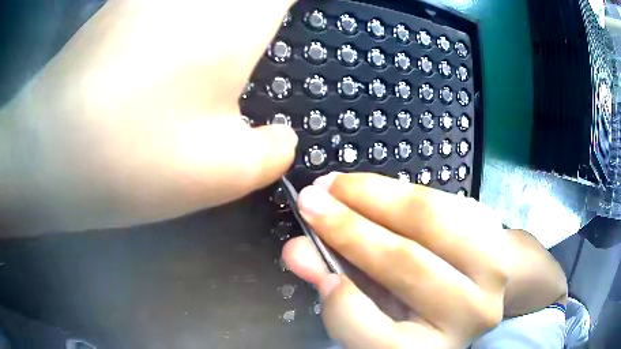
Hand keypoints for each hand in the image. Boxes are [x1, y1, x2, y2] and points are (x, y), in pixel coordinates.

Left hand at [0, 0, 296, 233]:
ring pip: (202, 1)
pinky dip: (185, 13)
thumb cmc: (133, 157)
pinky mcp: (121, 4)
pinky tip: (176, 41)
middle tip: (245, 54)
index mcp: (237, 16)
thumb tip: (283, 138)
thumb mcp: (222, 172)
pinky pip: (167, 3)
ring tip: (212, 54)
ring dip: (219, 16)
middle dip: (255, 16)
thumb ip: (273, 153)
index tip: (283, 28)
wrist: (47, 149)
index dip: (285, 9)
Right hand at [282, 173, 513, 348]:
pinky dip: (398, 189)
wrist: (477, 281)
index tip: (308, 258)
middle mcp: (468, 315)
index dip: (343, 305)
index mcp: (430, 348)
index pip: (383, 341)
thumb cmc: (419, 302)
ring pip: (429, 220)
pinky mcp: (495, 232)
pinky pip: (442, 199)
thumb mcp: (378, 305)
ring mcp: (491, 272)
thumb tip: (298, 250)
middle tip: (311, 200)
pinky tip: (370, 187)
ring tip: (336, 185)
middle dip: (349, 228)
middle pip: (407, 265)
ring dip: (373, 195)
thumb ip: (339, 280)